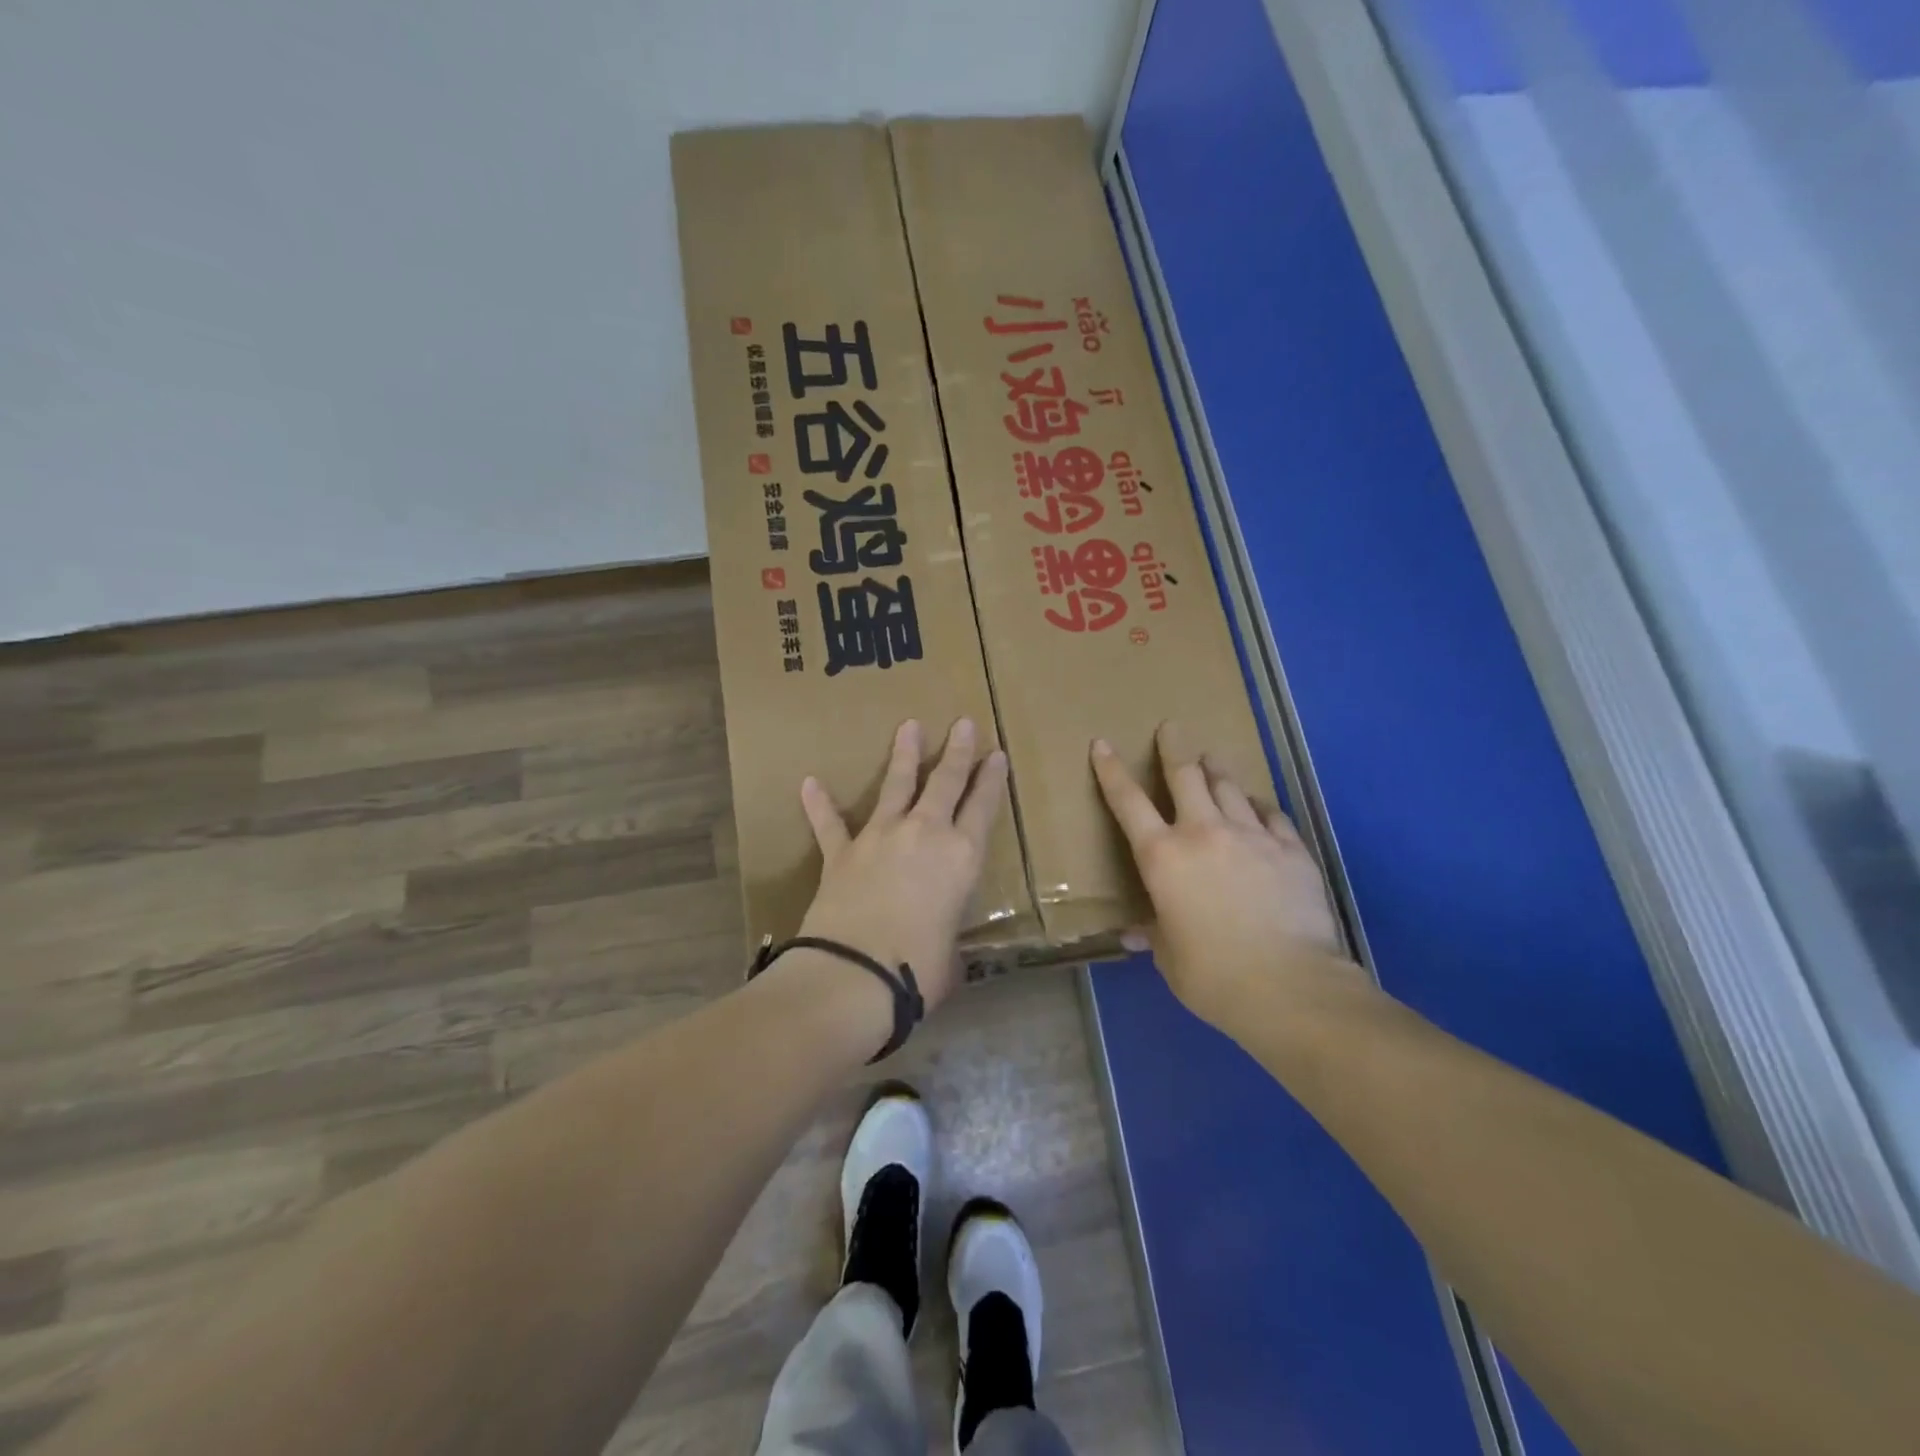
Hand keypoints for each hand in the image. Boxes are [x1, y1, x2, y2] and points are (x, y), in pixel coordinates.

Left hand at [793, 718, 1006, 1014]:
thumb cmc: (918, 969)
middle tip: (963, 722)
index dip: (992, 779)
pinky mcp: (842, 852)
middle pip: (945, 782)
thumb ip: (948, 938)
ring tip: (909, 726)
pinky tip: (810, 783)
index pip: (983, 807)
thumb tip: (941, 948)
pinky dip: (819, 804)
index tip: (997, 753)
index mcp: (962, 857)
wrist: (854, 974)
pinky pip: (830, 823)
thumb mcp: (951, 955)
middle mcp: (924, 834)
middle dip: (957, 751)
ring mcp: (880, 838)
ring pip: (896, 786)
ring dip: (904, 755)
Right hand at [1091, 722, 1356, 1023]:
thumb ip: (1155, 934)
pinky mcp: (1291, 849)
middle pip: (1185, 775)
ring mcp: (1251, 836)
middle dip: (1173, 747)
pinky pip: (1271, 814)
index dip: (1111, 771)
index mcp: (1163, 857)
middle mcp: (1203, 833)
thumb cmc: (1212, 975)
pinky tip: (1257, 807)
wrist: (1289, 985)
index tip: (1102, 744)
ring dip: (1216, 770)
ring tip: (1211, 759)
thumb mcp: (1170, 956)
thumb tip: (1136, 935)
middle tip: (1171, 727)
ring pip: (1229, 787)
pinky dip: (1258, 807)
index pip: (1127, 802)